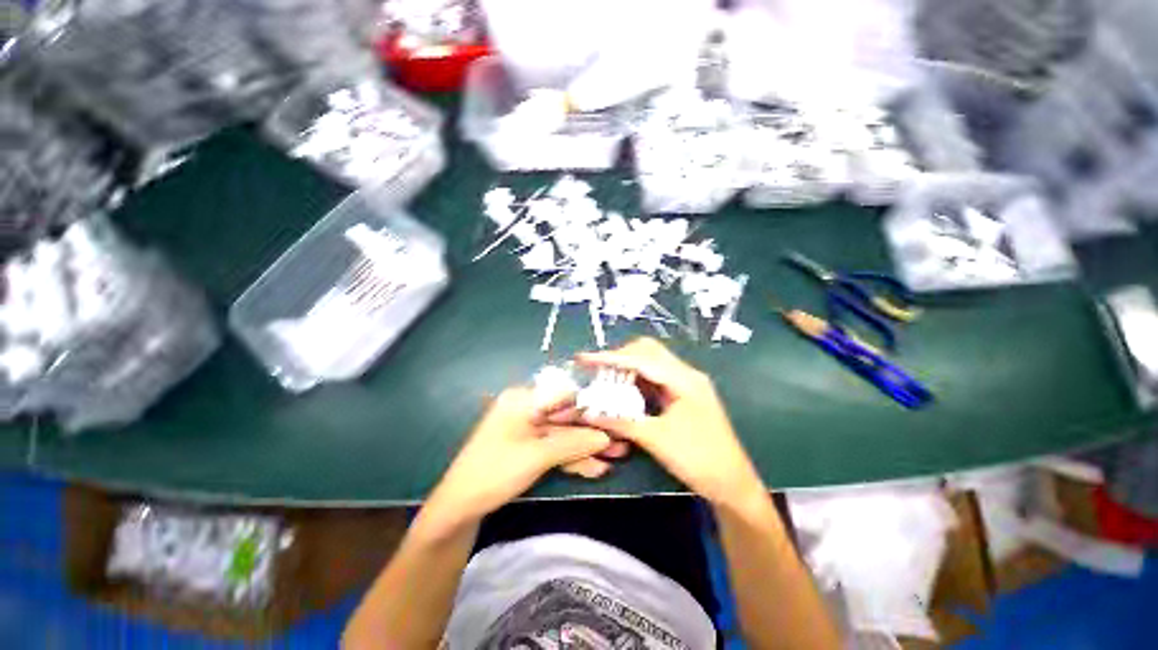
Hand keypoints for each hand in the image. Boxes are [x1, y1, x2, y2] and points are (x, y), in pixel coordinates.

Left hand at [425, 387, 612, 525]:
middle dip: (593, 431)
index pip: (564, 395)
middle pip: (567, 418)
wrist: (459, 509)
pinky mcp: (529, 449)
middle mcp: (527, 409)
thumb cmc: (493, 472)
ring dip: (588, 448)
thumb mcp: (536, 456)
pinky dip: (573, 459)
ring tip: (617, 457)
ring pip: (564, 436)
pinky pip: (555, 449)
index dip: (590, 405)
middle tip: (621, 440)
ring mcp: (528, 430)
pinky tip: (596, 469)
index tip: (615, 415)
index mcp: (523, 400)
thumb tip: (606, 437)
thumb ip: (573, 444)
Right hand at [577, 338, 764, 506]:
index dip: (610, 357)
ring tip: (606, 380)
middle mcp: (686, 374)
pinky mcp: (683, 396)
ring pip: (651, 364)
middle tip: (597, 371)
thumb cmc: (699, 460)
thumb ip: (622, 422)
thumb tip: (589, 413)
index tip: (584, 358)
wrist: (732, 485)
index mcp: (684, 379)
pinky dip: (637, 382)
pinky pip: (655, 379)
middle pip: (648, 351)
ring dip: (627, 369)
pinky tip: (624, 393)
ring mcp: (686, 384)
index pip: (641, 359)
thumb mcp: (656, 440)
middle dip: (620, 357)